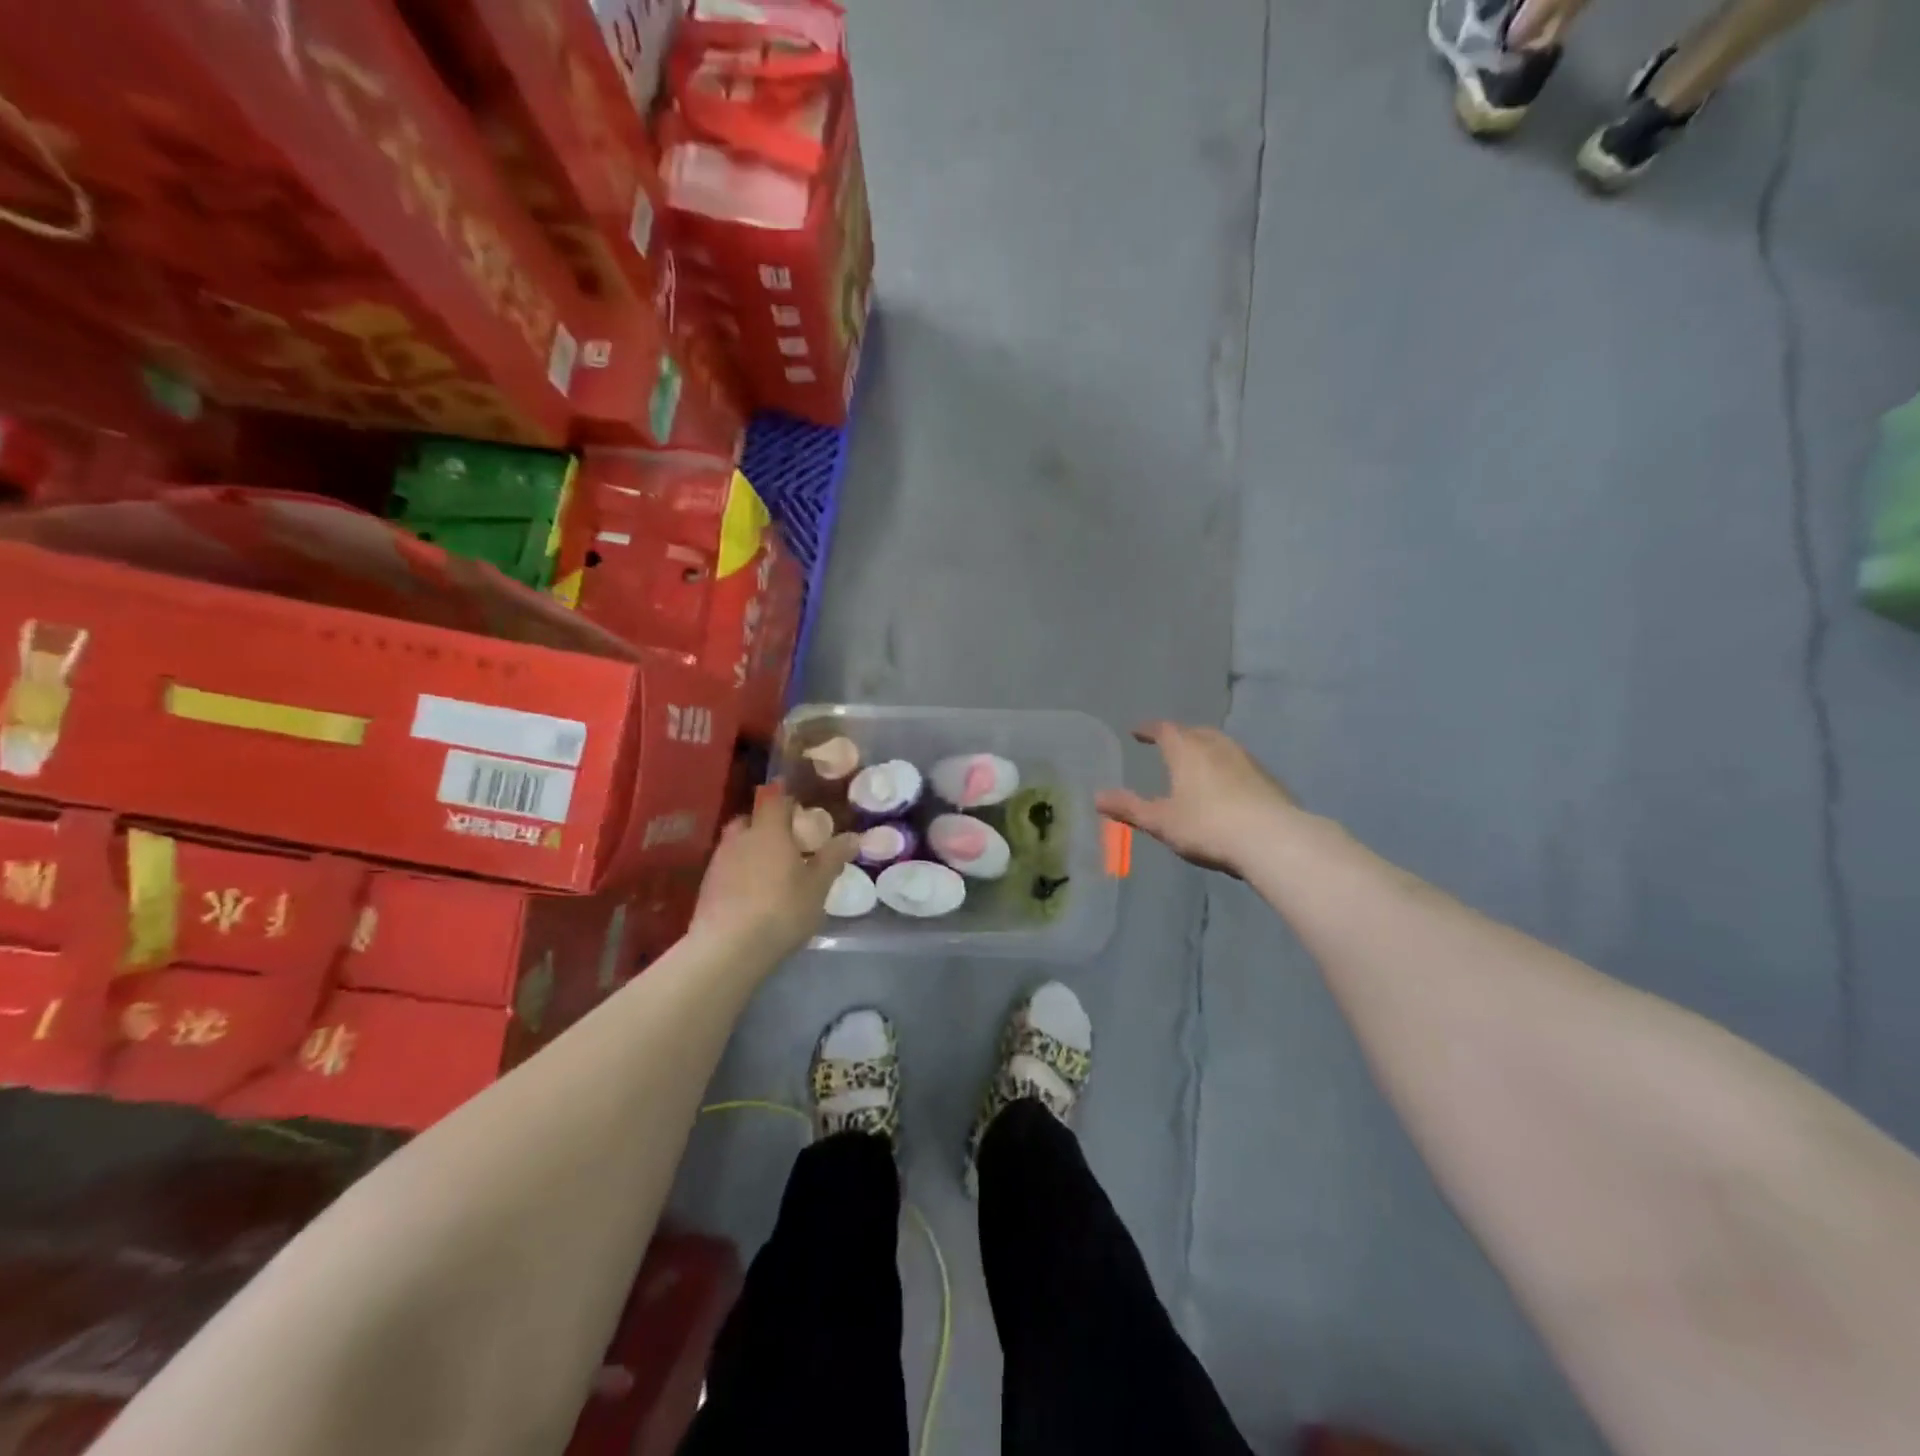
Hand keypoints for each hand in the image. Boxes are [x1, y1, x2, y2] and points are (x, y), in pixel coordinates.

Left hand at [692, 787, 857, 962]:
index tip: (800, 809)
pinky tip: (754, 893)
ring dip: (753, 849)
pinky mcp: (707, 886)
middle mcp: (740, 837)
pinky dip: (741, 871)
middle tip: (789, 843)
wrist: (727, 949)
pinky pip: (728, 866)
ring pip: (737, 843)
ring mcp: (719, 861)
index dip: (785, 797)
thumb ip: (833, 858)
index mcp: (769, 829)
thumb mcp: (818, 886)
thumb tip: (853, 837)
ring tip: (773, 871)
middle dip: (767, 825)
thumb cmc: (781, 910)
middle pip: (751, 818)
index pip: (773, 797)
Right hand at [1096, 721, 1294, 875]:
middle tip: (1169, 744)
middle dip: (1180, 735)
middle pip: (1195, 732)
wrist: (1271, 839)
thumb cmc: (1207, 826)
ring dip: (1206, 749)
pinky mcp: (1268, 779)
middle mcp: (1216, 746)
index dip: (1149, 729)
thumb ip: (1130, 808)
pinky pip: (1240, 764)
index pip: (1164, 729)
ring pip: (1221, 745)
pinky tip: (1228, 786)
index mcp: (1187, 750)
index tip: (1138, 732)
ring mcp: (1246, 760)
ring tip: (1198, 762)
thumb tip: (1097, 797)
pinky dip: (1227, 767)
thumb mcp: (1161, 821)